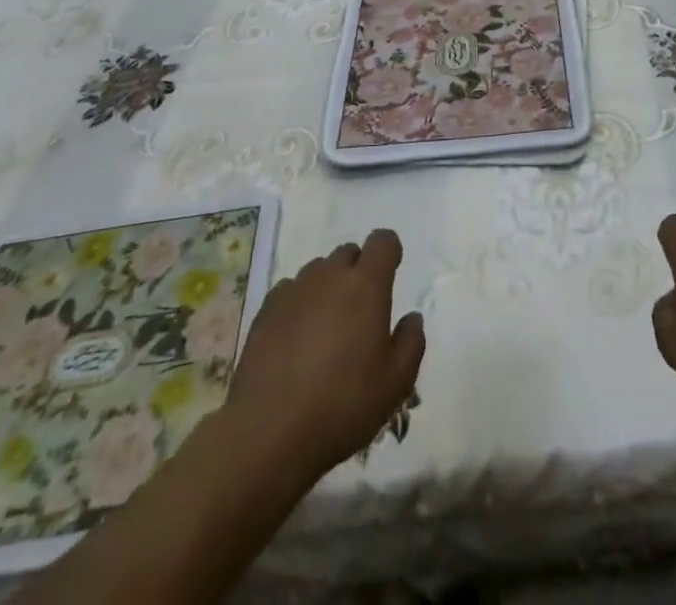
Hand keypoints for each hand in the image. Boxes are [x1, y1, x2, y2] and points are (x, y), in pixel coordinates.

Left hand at [224, 230, 424, 478]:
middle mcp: (330, 276)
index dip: (389, 253)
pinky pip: (289, 291)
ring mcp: (294, 290)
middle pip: (348, 253)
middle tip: (359, 312)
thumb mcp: (396, 383)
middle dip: (357, 271)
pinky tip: (295, 339)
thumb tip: (411, 318)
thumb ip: (411, 342)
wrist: (269, 433)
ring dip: (327, 287)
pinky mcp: (265, 311)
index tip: (390, 274)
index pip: (383, 241)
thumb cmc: (343, 405)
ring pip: (318, 271)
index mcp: (367, 285)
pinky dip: (298, 304)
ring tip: (326, 328)